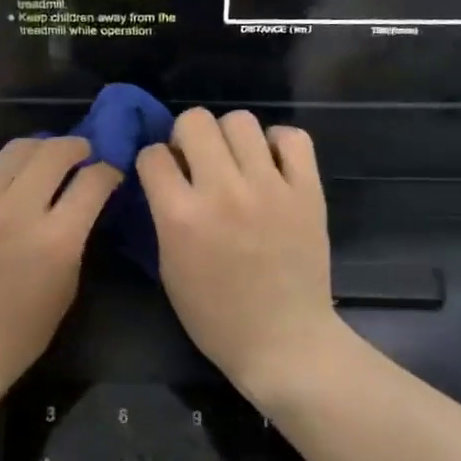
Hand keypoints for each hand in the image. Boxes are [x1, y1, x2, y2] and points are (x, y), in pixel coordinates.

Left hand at [0, 137, 120, 418]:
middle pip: (53, 151)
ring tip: (47, 161)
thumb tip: (83, 202)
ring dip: (40, 149)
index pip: (92, 180)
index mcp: (55, 239)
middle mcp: (16, 210)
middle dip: (76, 147)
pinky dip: (6, 171)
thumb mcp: (66, 286)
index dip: (108, 171)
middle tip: (83, 154)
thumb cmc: (20, 332)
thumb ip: (76, 236)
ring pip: (16, 150)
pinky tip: (10, 185)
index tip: (109, 173)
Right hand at [136, 110, 347, 407]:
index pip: (152, 154)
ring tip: (235, 161)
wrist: (283, 341)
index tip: (162, 173)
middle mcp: (223, 191)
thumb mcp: (169, 268)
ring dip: (229, 137)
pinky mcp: (307, 190)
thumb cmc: (215, 316)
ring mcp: (270, 187)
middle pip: (195, 121)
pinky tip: (270, 163)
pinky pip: (292, 137)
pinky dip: (277, 143)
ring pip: (241, 120)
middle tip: (196, 160)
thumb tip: (168, 176)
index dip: (153, 161)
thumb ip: (164, 216)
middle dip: (186, 135)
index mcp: (181, 216)